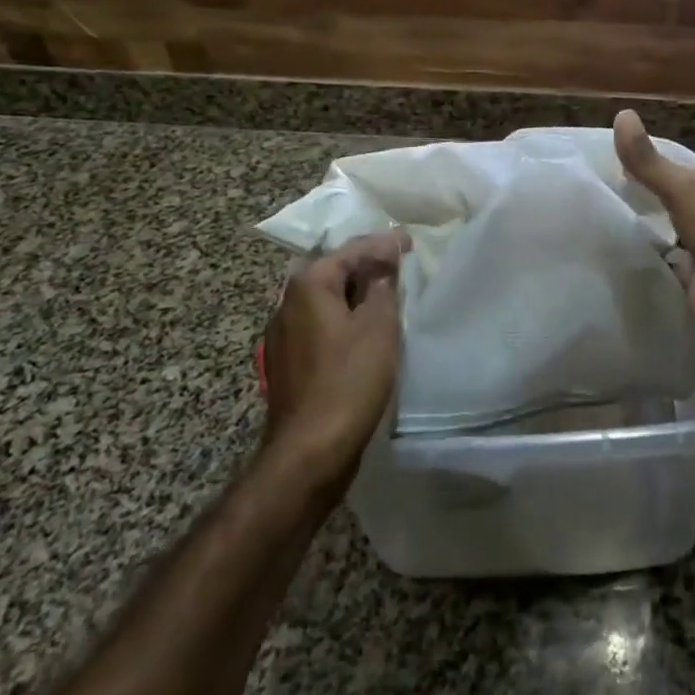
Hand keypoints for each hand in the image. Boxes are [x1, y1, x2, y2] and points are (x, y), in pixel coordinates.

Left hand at [262, 230, 408, 486]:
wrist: (309, 452)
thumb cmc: (349, 380)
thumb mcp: (379, 325)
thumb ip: (383, 286)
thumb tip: (382, 266)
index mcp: (308, 285)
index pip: (351, 249)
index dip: (384, 243)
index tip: (411, 241)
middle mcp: (287, 302)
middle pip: (334, 271)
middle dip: (367, 266)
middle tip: (401, 265)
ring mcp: (282, 335)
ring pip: (326, 300)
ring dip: (356, 294)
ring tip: (388, 294)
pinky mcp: (288, 363)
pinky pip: (321, 325)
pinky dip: (344, 318)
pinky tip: (365, 330)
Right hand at [614, 110, 694, 381]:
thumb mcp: (683, 191)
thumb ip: (648, 160)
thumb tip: (622, 113)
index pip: (678, 165)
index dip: (646, 164)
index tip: (607, 164)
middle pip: (672, 196)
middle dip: (644, 196)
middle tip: (600, 192)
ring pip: (669, 227)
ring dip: (646, 226)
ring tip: (602, 218)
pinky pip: (667, 257)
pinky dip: (650, 254)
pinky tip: (621, 250)